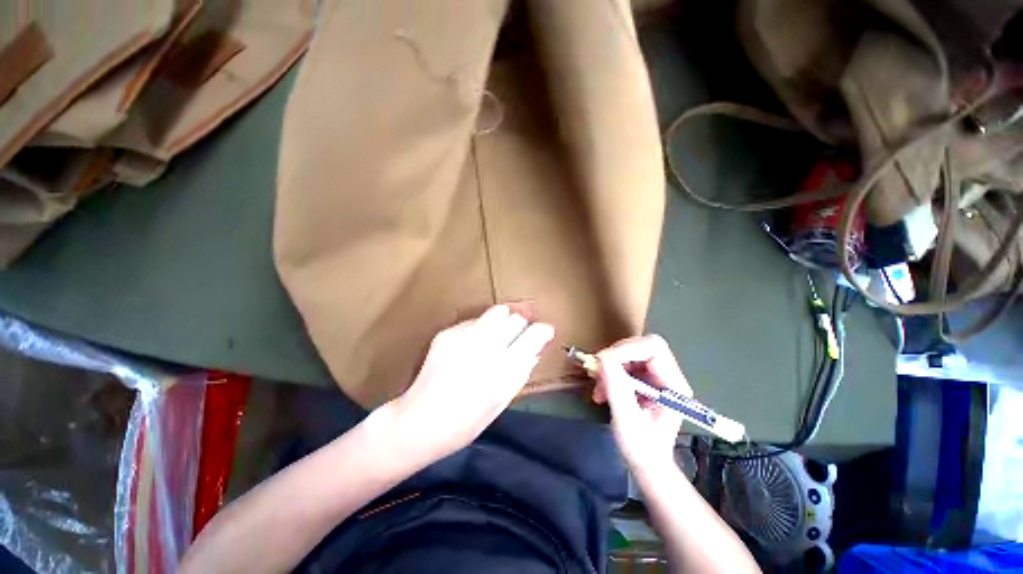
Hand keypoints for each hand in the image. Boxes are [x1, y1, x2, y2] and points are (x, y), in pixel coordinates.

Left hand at [386, 305, 553, 463]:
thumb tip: (535, 349)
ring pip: (498, 312)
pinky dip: (480, 329)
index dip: (543, 330)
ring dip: (503, 322)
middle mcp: (487, 346)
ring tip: (496, 335)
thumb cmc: (466, 423)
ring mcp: (466, 336)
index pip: (535, 333)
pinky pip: (474, 321)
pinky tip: (471, 345)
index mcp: (505, 368)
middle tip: (516, 338)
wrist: (420, 421)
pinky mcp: (448, 332)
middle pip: (517, 318)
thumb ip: (521, 371)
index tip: (543, 332)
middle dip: (521, 327)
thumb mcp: (502, 401)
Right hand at [592, 335, 691, 474]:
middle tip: (598, 369)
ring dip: (610, 365)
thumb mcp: (627, 420)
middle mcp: (668, 375)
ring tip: (598, 387)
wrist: (647, 463)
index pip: (653, 348)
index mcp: (673, 385)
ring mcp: (656, 376)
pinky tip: (601, 389)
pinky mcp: (644, 378)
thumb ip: (617, 388)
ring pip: (630, 352)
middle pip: (641, 346)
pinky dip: (609, 372)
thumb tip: (603, 359)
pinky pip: (624, 363)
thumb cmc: (642, 448)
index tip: (602, 361)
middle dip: (616, 355)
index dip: (626, 349)